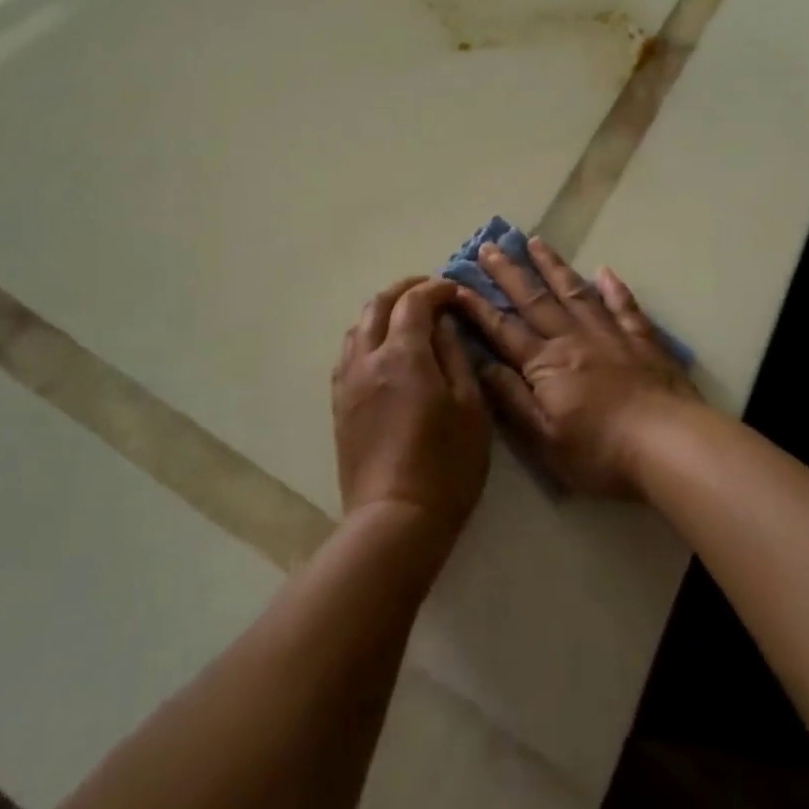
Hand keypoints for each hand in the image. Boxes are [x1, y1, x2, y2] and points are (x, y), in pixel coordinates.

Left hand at [332, 278, 490, 538]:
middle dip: (404, 290)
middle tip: (430, 291)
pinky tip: (384, 351)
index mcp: (403, 355)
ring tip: (406, 318)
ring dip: (382, 311)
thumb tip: (444, 325)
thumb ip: (455, 356)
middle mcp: (368, 359)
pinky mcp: (339, 404)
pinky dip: (367, 336)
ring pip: (358, 327)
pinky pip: (348, 353)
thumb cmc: (446, 465)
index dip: (436, 288)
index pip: (414, 301)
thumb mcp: (470, 408)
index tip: (455, 291)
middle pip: (377, 304)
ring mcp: (347, 381)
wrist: (394, 519)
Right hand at [452, 238, 699, 498]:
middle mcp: (572, 339)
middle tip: (489, 246)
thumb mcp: (544, 439)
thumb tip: (482, 365)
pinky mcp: (641, 340)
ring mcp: (608, 334)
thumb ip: (512, 399)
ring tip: (535, 242)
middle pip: (534, 300)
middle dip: (508, 273)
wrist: (668, 443)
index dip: (478, 308)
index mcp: (545, 364)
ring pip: (574, 292)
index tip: (457, 284)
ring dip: (552, 266)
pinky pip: (624, 306)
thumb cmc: (600, 452)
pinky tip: (604, 271)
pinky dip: (614, 287)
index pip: (503, 330)